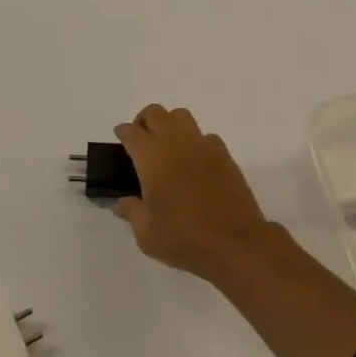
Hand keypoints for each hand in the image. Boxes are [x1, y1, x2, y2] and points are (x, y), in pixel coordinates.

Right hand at [113, 105, 274, 282]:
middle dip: (143, 121)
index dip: (122, 132)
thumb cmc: (185, 239)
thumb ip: (132, 212)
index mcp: (153, 158)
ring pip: (181, 116)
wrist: (236, 243)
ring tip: (166, 146)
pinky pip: (204, 135)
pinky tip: (193, 162)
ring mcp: (203, 145)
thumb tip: (121, 203)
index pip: (132, 132)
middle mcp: (176, 143)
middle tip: (140, 139)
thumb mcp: (147, 235)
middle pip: (155, 113)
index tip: (119, 137)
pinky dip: (193, 141)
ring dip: (168, 123)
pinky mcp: (224, 154)